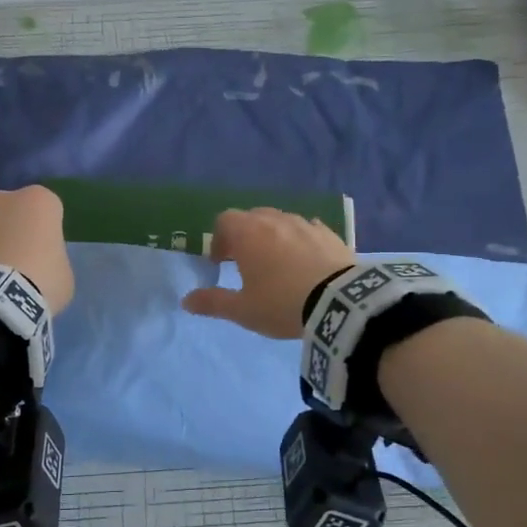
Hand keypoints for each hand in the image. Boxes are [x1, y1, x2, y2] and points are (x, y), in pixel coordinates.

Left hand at [0, 186, 74, 314]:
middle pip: (11, 212)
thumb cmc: (39, 283)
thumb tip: (36, 263)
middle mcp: (0, 198)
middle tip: (18, 266)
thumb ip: (51, 259)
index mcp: (38, 201)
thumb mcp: (63, 275)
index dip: (48, 233)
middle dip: (13, 232)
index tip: (47, 255)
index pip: (49, 210)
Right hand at [181, 208, 355, 338]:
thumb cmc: (282, 304)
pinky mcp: (330, 234)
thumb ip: (213, 302)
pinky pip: (308, 229)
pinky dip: (300, 240)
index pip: (224, 220)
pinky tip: (305, 261)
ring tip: (277, 263)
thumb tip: (186, 300)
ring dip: (273, 236)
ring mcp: (305, 224)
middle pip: (252, 217)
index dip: (219, 239)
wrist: (340, 303)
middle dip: (245, 235)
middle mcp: (275, 220)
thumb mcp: (243, 310)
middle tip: (246, 262)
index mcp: (248, 234)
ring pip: (281, 221)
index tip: (221, 262)